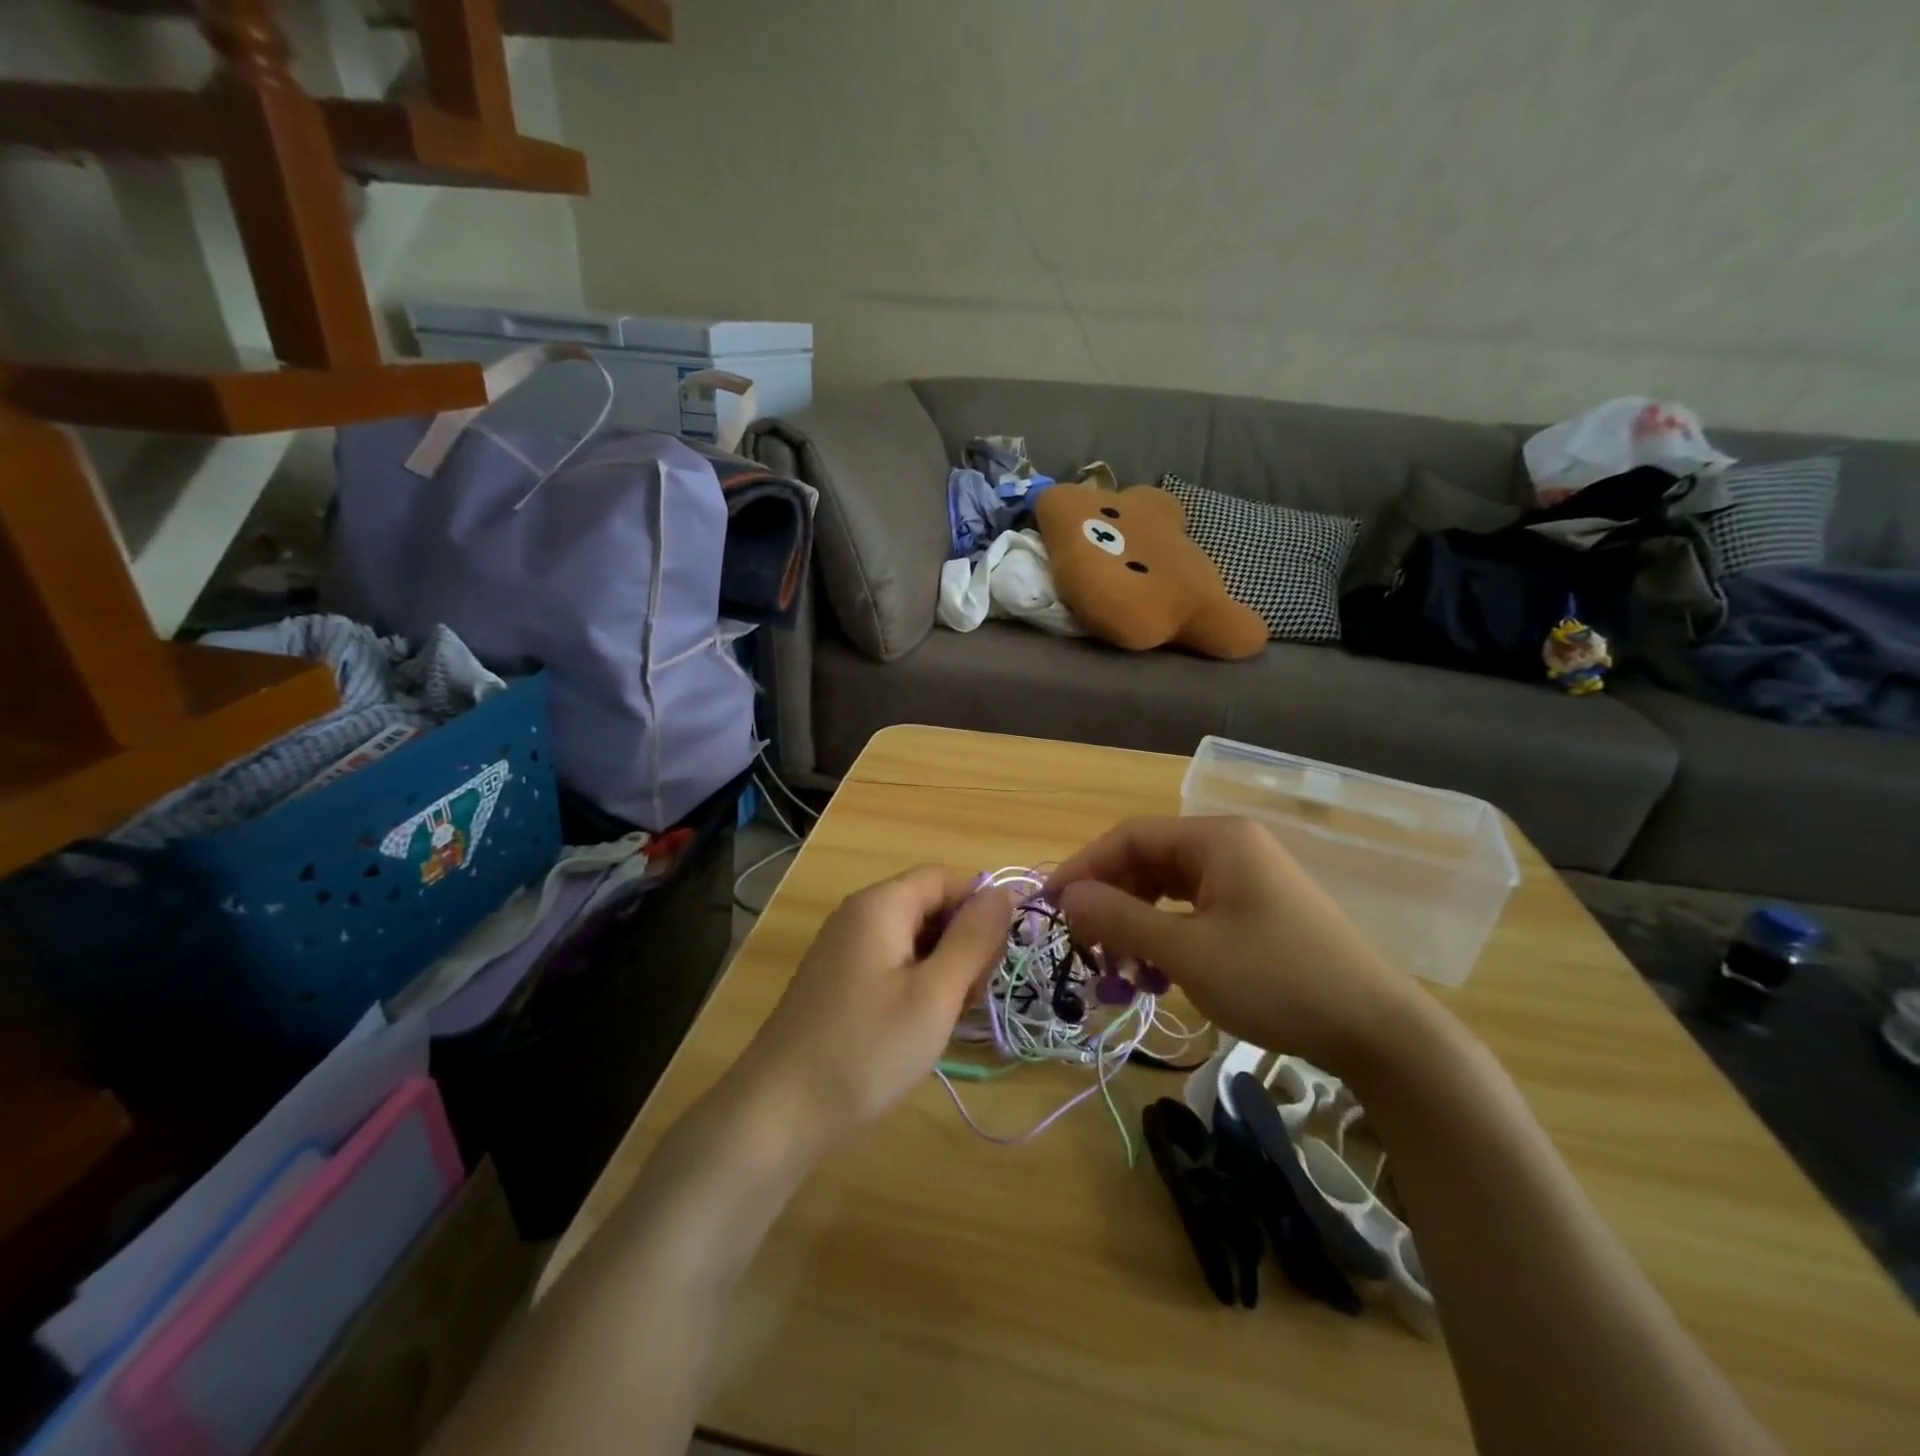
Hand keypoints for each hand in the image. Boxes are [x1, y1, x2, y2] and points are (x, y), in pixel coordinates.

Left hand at [733, 867, 1014, 1148]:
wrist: (778, 1112)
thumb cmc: (867, 1048)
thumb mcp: (935, 994)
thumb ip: (974, 937)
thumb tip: (1004, 892)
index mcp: (881, 904)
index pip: (947, 879)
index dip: (979, 910)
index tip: (993, 962)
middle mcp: (858, 914)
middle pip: (930, 905)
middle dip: (962, 943)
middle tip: (968, 999)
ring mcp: (843, 948)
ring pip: (913, 938)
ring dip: (942, 968)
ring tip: (944, 1019)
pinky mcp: (836, 980)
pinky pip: (890, 962)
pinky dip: (915, 984)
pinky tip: (916, 1026)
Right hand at [1046, 816, 1429, 1079]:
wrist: (1379, 1032)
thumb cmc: (1276, 981)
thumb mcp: (1188, 953)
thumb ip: (1121, 920)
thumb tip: (1067, 898)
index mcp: (1216, 840)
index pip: (1130, 837)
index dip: (1083, 867)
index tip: (1050, 905)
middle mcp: (1231, 848)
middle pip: (1149, 862)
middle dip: (1111, 903)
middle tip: (1086, 946)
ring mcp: (1248, 879)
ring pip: (1169, 891)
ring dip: (1137, 926)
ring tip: (1122, 973)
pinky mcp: (1258, 911)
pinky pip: (1195, 912)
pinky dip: (1167, 938)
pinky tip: (1159, 976)